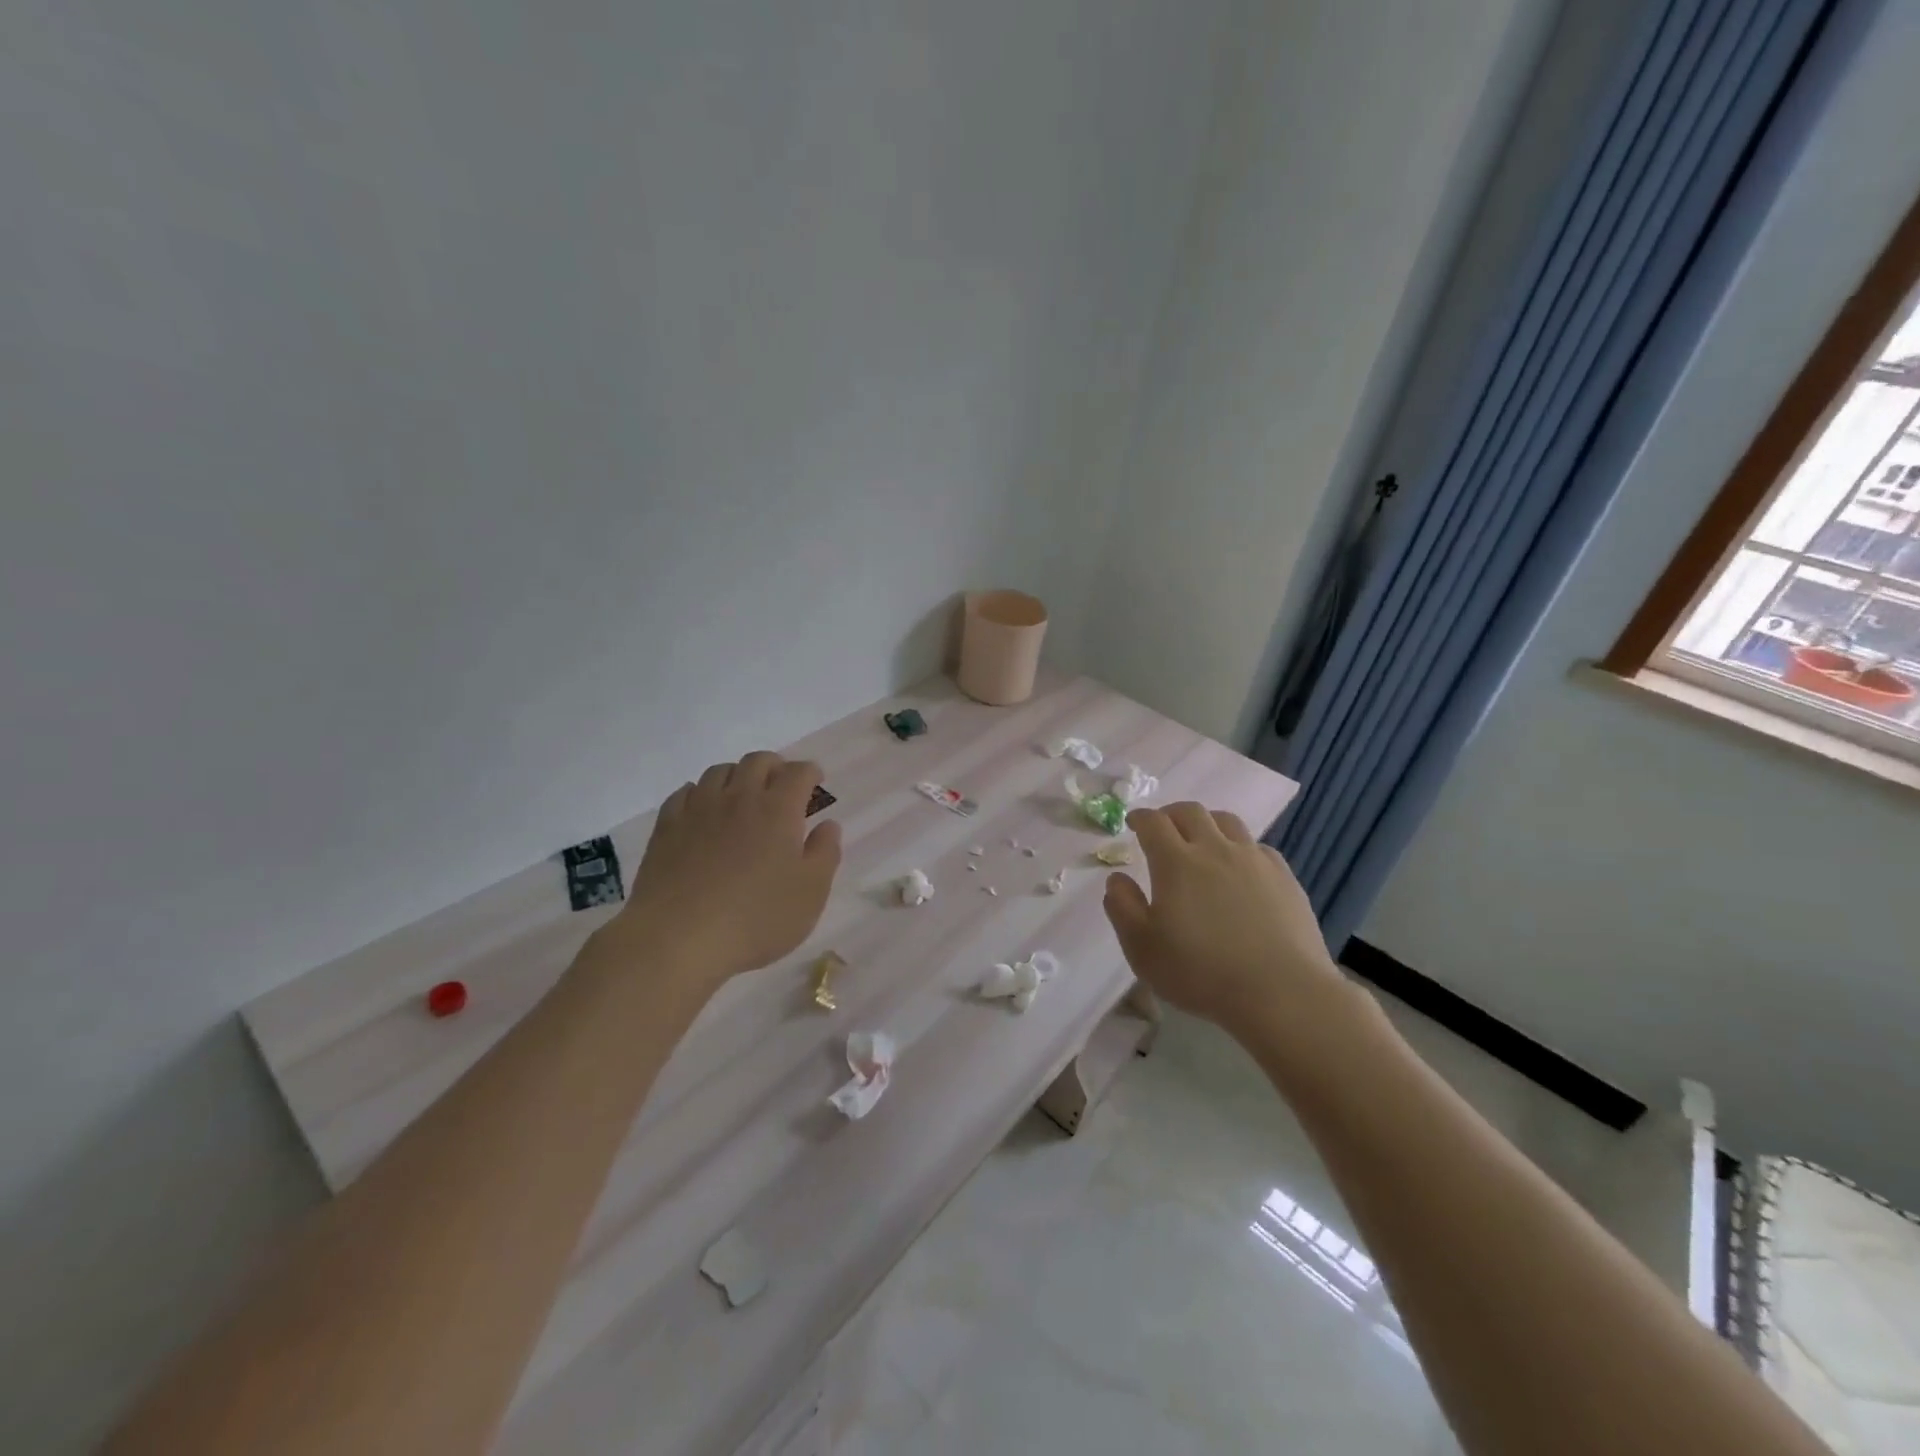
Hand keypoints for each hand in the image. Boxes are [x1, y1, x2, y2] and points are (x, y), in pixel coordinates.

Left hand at [608, 752, 842, 989]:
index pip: (798, 773)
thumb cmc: (756, 918)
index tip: (816, 782)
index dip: (810, 773)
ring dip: (738, 775)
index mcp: (778, 809)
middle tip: (782, 785)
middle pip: (757, 761)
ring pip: (720, 771)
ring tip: (743, 795)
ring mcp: (698, 809)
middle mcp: (739, 798)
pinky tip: (704, 811)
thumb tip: (828, 825)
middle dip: (775, 766)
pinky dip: (702, 793)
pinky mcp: (667, 827)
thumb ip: (825, 853)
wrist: (677, 938)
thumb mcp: (810, 893)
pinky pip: (686, 792)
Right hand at [1102, 803, 1351, 1035]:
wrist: (1281, 992)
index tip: (1133, 823)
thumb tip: (1117, 879)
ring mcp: (1254, 860)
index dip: (1140, 818)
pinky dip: (1240, 848)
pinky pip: (1257, 847)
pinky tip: (1240, 869)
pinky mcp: (1284, 877)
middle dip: (1171, 814)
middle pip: (1191, 812)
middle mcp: (1215, 849)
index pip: (1153, 823)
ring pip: (1228, 822)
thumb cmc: (1201, 972)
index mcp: (1176, 862)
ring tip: (1202, 840)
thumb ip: (1123, 908)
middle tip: (1163, 828)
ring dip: (1207, 823)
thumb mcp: (1142, 948)